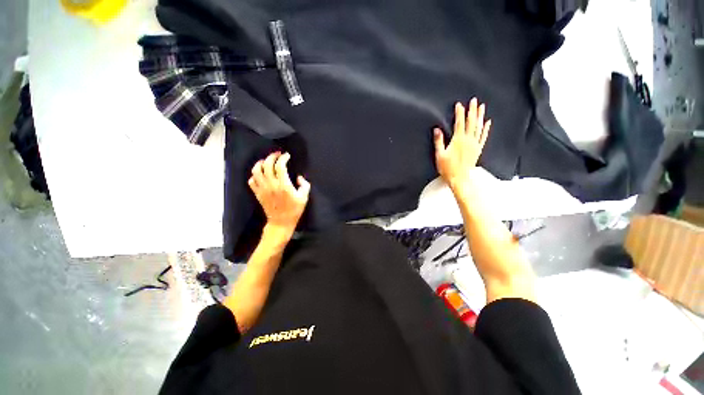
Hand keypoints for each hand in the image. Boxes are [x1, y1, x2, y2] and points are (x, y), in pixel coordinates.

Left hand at [249, 152, 310, 235]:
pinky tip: (260, 174)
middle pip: (267, 165)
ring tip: (266, 161)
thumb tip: (298, 177)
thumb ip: (304, 185)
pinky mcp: (258, 193)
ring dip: (260, 163)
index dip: (283, 158)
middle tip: (277, 154)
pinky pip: (251, 181)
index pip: (280, 166)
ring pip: (256, 171)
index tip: (287, 156)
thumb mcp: (304, 197)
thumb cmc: (294, 210)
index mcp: (284, 185)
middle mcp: (271, 184)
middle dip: (272, 156)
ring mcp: (262, 189)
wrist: (281, 222)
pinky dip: (254, 175)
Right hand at [433, 98, 491, 192]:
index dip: (459, 113)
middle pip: (471, 122)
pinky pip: (483, 137)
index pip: (459, 123)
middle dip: (472, 110)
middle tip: (474, 100)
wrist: (459, 178)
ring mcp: (475, 144)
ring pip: (479, 127)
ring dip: (480, 116)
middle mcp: (468, 140)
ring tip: (482, 107)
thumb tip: (437, 129)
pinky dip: (486, 129)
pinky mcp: (478, 149)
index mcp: (458, 140)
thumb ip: (439, 141)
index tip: (459, 105)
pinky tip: (488, 122)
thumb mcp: (439, 155)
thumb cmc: (447, 168)